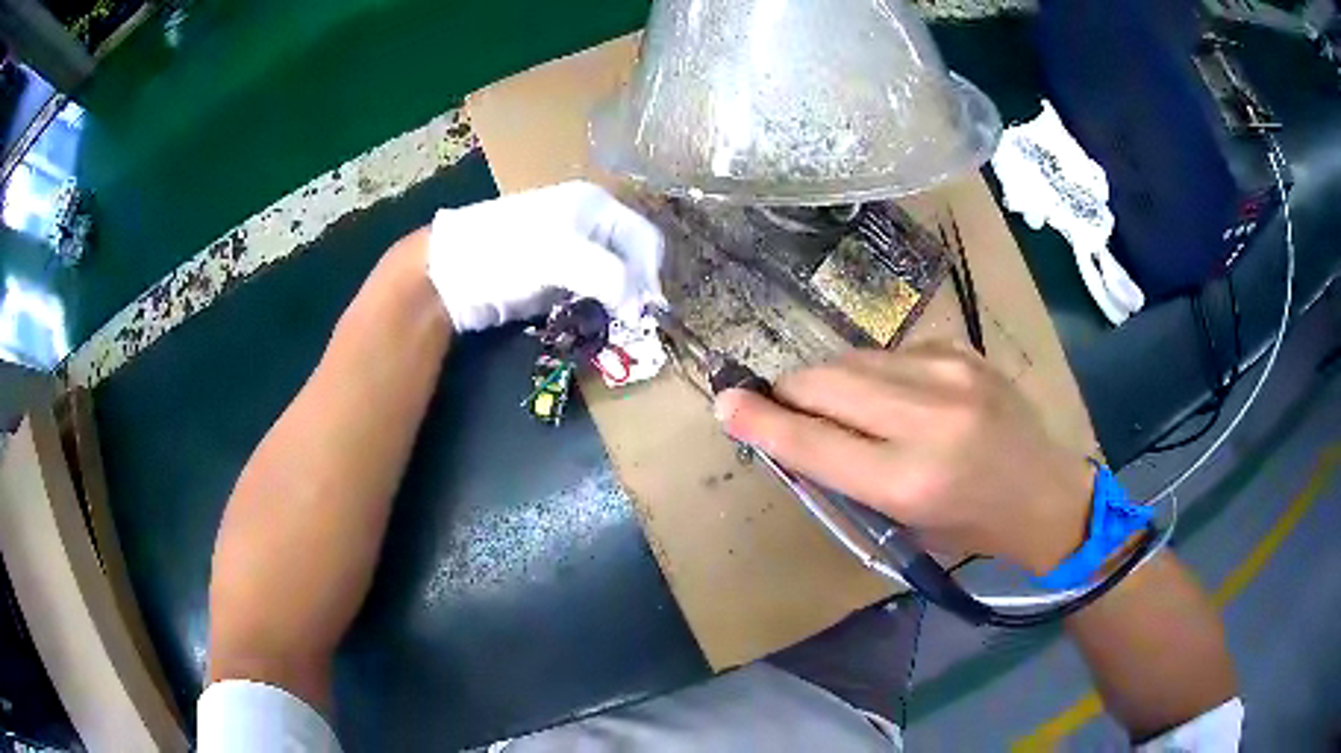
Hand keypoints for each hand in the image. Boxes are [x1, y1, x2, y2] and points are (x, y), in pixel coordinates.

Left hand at [426, 180, 664, 331]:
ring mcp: (571, 251)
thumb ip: (609, 276)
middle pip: (631, 259)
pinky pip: (589, 293)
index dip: (650, 273)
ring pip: (612, 279)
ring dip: (617, 303)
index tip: (646, 310)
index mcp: (596, 206)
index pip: (645, 239)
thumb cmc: (507, 251)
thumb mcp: (562, 256)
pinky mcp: (554, 277)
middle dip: (635, 290)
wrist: (450, 271)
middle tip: (631, 323)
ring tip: (613, 326)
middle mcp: (589, 225)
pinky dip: (595, 309)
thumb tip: (640, 306)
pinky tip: (590, 322)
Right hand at [714, 342, 1093, 574]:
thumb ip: (845, 477)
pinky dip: (874, 374)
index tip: (726, 404)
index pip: (814, 443)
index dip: (763, 423)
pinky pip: (891, 354)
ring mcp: (950, 374)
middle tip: (781, 405)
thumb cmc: (971, 527)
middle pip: (827, 381)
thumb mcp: (903, 524)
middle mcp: (930, 418)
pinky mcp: (961, 350)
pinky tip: (893, 397)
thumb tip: (791, 434)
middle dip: (791, 391)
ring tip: (842, 406)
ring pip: (854, 360)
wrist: (1045, 493)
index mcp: (912, 481)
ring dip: (832, 382)